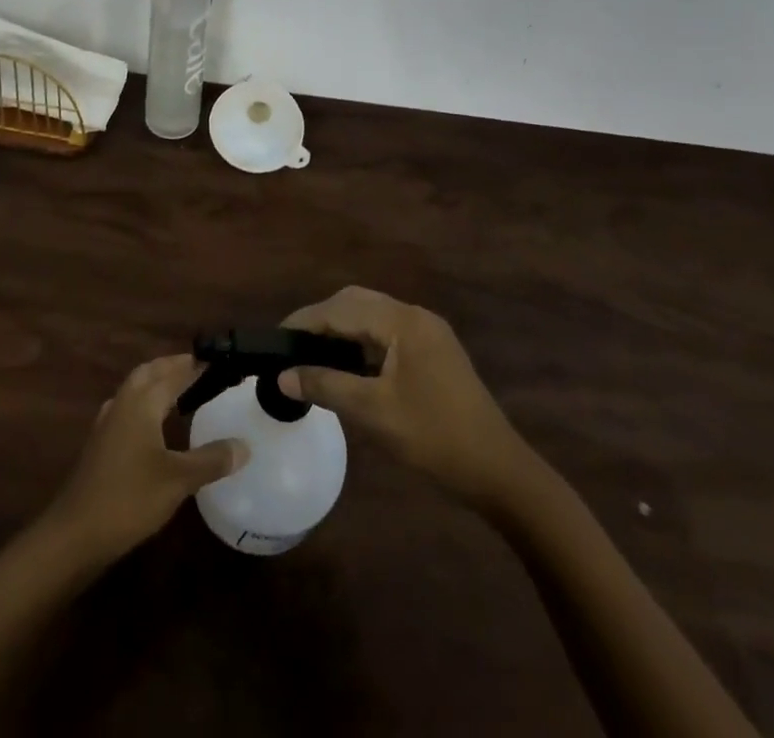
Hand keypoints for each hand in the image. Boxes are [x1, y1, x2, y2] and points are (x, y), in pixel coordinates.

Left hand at [41, 354, 247, 566]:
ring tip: (180, 389)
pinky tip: (151, 423)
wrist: (76, 532)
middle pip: (149, 373)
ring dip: (155, 382)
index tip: (217, 360)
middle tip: (199, 368)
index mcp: (142, 402)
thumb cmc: (129, 498)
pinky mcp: (100, 443)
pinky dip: (144, 403)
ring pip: (135, 388)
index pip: (173, 372)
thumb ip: (211, 459)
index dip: (195, 365)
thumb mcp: (178, 480)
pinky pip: (127, 408)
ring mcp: (108, 422)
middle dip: (172, 366)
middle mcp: (123, 403)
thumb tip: (245, 445)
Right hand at [278, 287, 543, 509]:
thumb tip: (283, 376)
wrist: (499, 470)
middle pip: (356, 302)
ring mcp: (429, 333)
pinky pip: (388, 333)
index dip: (305, 320)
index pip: (341, 308)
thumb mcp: (374, 413)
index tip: (275, 337)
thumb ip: (326, 386)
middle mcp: (416, 316)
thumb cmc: (434, 437)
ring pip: (372, 316)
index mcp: (403, 322)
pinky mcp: (435, 352)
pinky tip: (348, 365)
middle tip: (292, 346)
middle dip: (322, 319)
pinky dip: (362, 342)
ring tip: (313, 354)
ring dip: (342, 329)